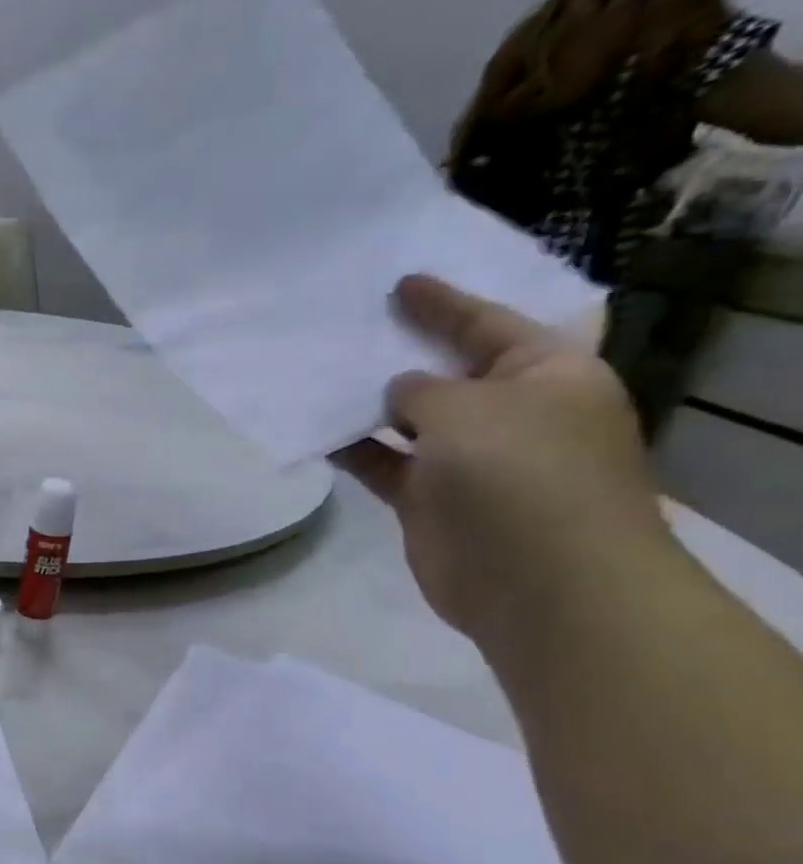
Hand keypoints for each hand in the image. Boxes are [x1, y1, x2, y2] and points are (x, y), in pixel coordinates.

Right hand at [335, 275, 670, 648]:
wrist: (538, 581)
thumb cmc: (519, 474)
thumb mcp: (468, 408)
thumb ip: (422, 389)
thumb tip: (399, 393)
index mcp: (547, 376)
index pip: (489, 325)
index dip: (444, 304)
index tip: (400, 282)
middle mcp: (511, 413)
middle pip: (448, 370)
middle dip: (402, 350)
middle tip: (350, 324)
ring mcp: (470, 460)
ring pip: (409, 419)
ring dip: (369, 402)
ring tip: (318, 374)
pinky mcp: (431, 500)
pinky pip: (384, 462)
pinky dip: (354, 448)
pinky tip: (316, 430)